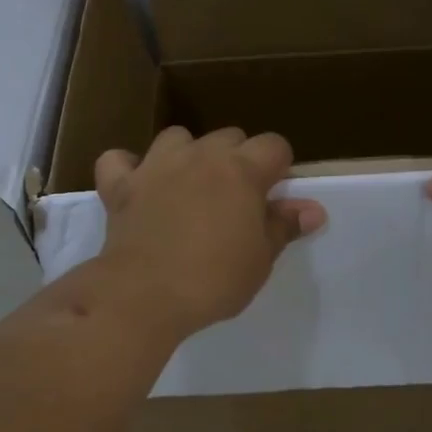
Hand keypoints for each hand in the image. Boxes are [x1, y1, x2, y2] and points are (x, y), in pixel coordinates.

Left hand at [94, 127, 326, 338]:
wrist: (145, 294)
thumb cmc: (214, 279)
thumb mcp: (260, 259)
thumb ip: (284, 226)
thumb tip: (313, 209)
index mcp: (241, 170)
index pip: (274, 144)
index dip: (279, 166)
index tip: (273, 197)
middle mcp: (199, 156)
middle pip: (229, 137)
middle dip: (237, 159)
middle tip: (234, 201)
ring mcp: (156, 165)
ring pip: (177, 137)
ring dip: (187, 155)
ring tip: (188, 187)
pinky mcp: (121, 185)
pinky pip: (118, 160)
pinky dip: (127, 168)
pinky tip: (134, 185)